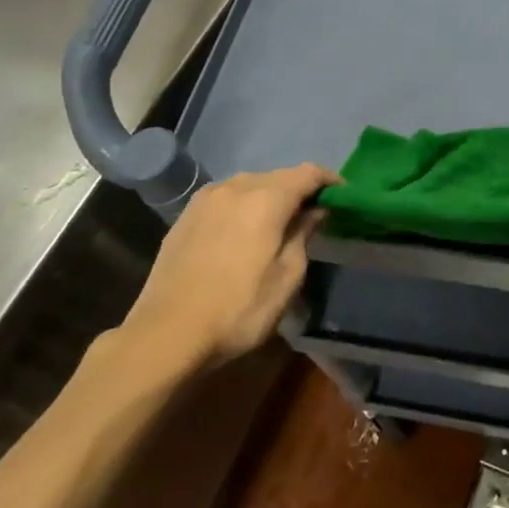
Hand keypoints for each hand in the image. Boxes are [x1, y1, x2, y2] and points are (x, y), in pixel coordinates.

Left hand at [120, 163, 337, 369]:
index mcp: (266, 199)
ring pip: (249, 185)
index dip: (329, 181)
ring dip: (269, 196)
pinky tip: (242, 231)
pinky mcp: (185, 216)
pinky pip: (225, 198)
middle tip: (313, 215)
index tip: (342, 197)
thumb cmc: (238, 309)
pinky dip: (243, 205)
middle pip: (279, 176)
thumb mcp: (286, 278)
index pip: (308, 173)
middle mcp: (236, 187)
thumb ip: (303, 235)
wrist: (165, 334)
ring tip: (277, 223)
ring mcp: (206, 199)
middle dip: (299, 190)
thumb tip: (314, 211)